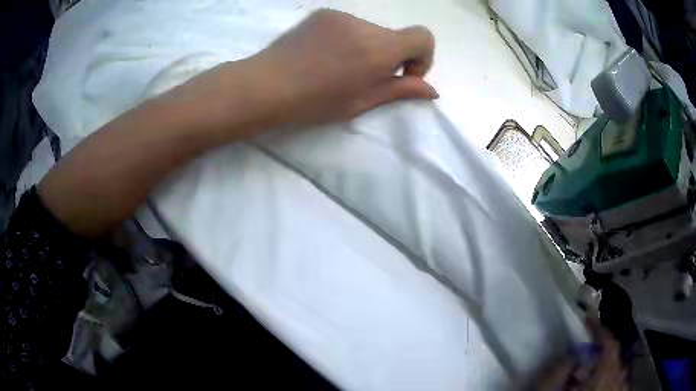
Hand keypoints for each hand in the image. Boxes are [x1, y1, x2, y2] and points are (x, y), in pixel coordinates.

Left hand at [249, 9, 437, 125]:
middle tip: (365, 78)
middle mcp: (363, 24)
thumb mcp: (361, 102)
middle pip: (395, 36)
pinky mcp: (323, 13)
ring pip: (370, 31)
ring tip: (338, 68)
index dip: (422, 57)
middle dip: (390, 56)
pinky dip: (348, 39)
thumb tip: (431, 90)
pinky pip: (349, 25)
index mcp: (378, 48)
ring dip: (367, 48)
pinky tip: (324, 56)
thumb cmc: (314, 102)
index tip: (401, 75)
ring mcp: (340, 15)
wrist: (265, 85)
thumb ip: (400, 91)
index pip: (423, 36)